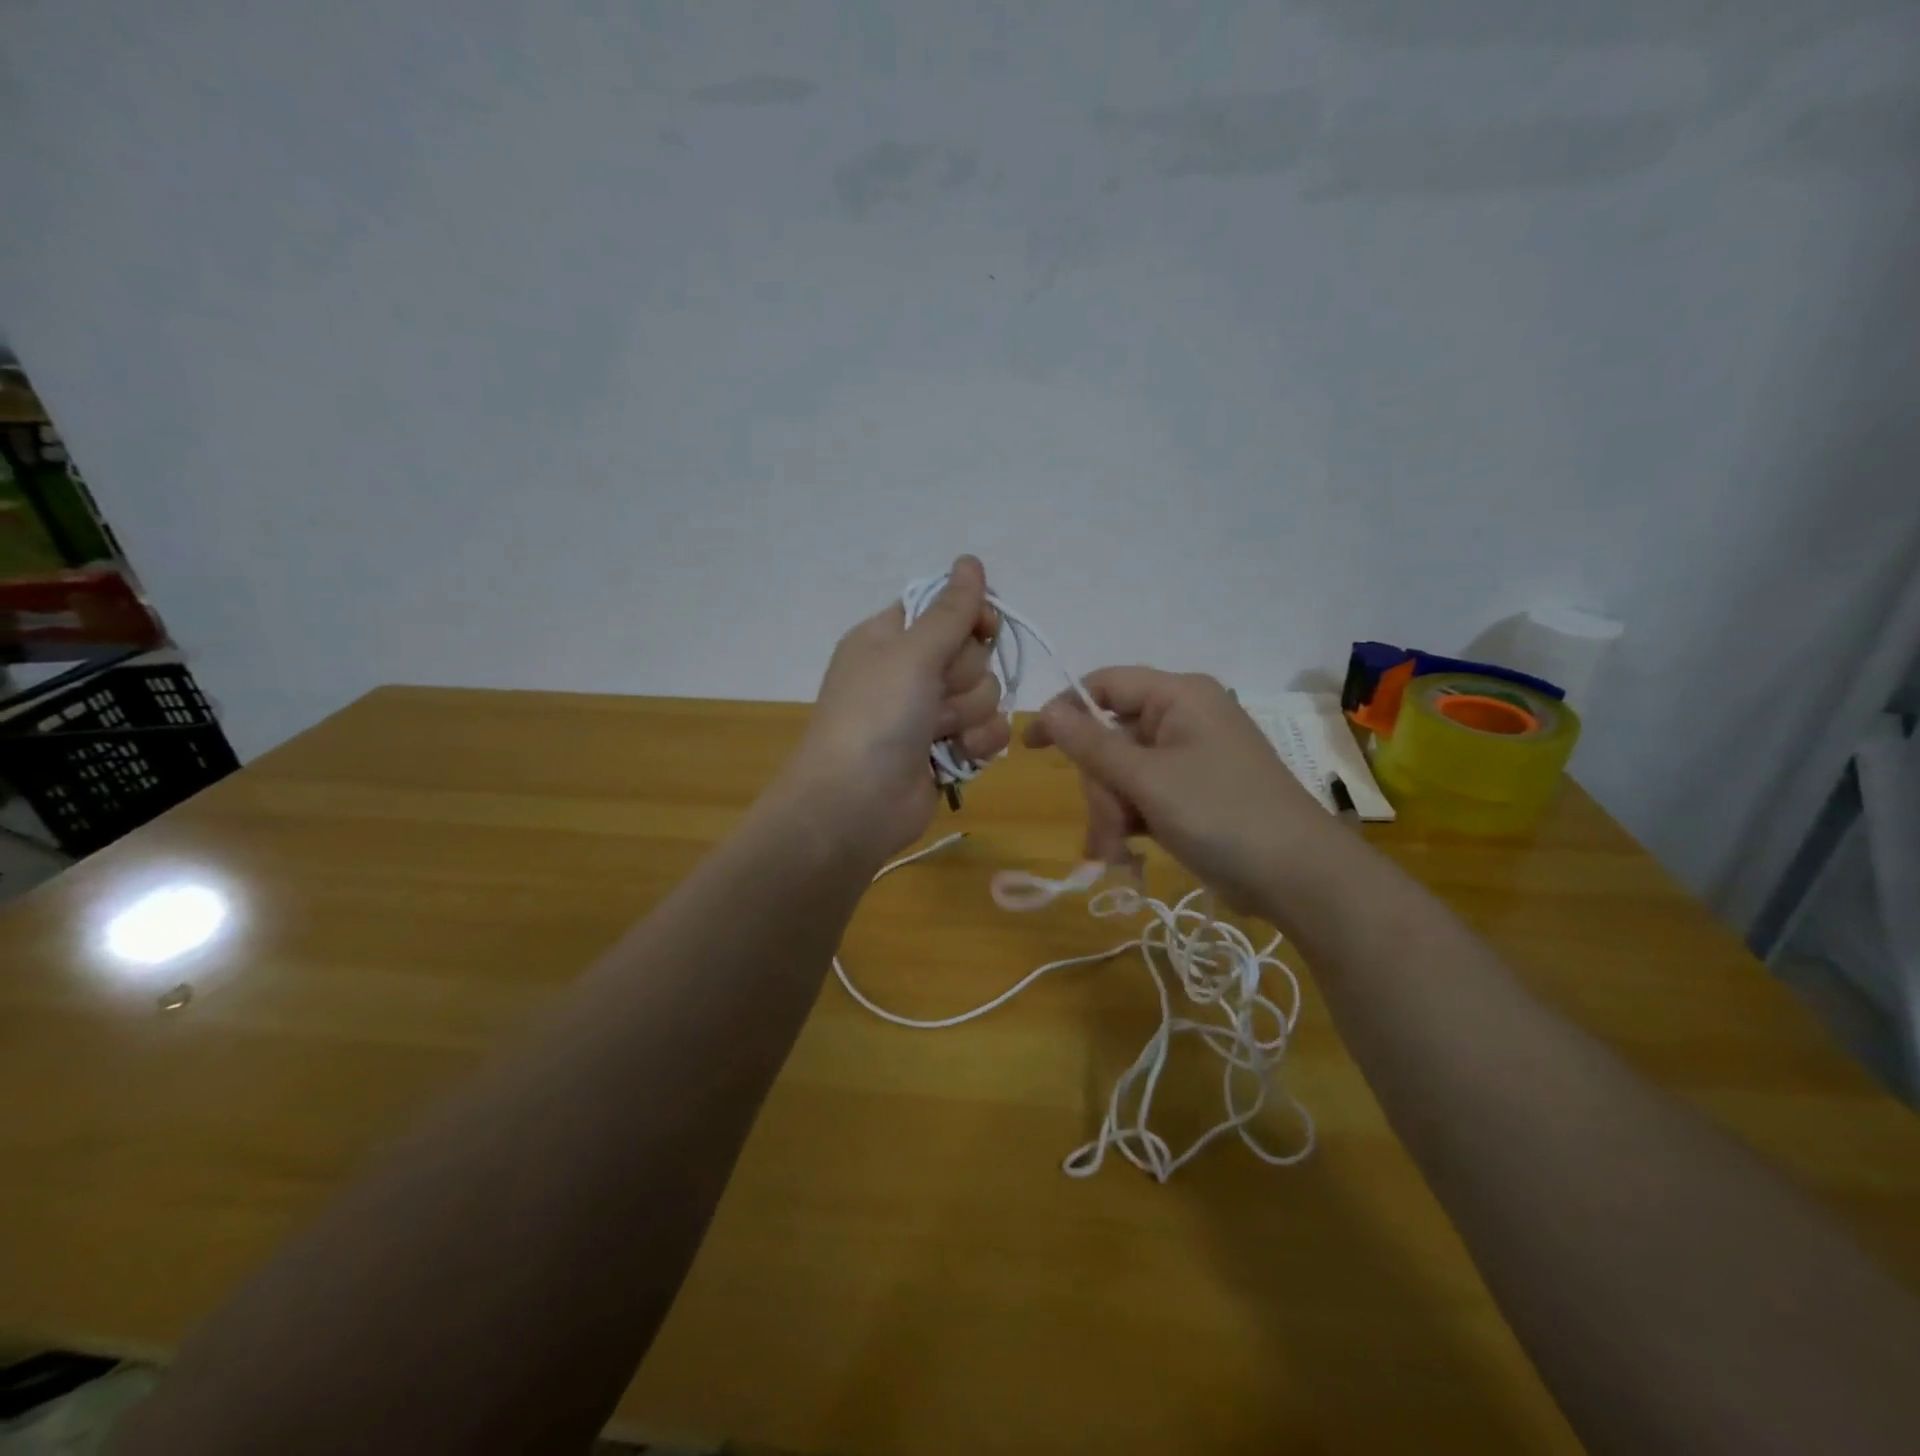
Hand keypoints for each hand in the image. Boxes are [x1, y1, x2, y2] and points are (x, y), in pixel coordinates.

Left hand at [783, 556, 1008, 864]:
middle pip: (973, 652)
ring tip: (938, 734)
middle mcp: (910, 671)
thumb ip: (950, 610)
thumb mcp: (910, 654)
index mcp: (889, 638)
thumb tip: (970, 560)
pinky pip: (987, 730)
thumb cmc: (875, 717)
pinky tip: (958, 756)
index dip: (969, 615)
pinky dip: (978, 743)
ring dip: (968, 714)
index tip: (983, 627)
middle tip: (934, 695)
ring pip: (986, 694)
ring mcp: (929, 713)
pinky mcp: (947, 750)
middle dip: (964, 677)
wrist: (855, 804)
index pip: (945, 607)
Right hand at [1022, 668, 1332, 909]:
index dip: (1065, 710)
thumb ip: (1091, 744)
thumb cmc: (1221, 813)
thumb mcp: (1147, 779)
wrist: (1297, 876)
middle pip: (1111, 738)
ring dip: (1111, 813)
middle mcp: (1184, 718)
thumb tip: (1047, 708)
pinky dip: (1131, 823)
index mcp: (1179, 696)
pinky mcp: (1194, 793)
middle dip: (1100, 788)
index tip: (1031, 747)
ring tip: (1114, 853)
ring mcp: (1190, 758)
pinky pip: (1144, 795)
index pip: (1105, 684)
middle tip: (1104, 829)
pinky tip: (1126, 855)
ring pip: (1123, 773)